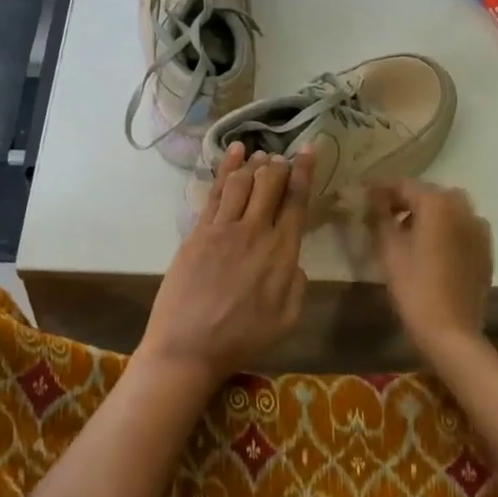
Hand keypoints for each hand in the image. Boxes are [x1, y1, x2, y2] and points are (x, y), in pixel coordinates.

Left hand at [138, 143, 312, 384]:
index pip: (297, 202)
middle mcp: (255, 231)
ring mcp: (223, 228)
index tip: (309, 150)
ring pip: (242, 182)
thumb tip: (294, 261)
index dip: (305, 172)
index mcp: (282, 253)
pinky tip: (233, 153)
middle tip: (282, 159)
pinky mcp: (198, 231)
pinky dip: (226, 168)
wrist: (188, 346)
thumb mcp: (286, 320)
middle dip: (279, 166)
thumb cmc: (241, 339)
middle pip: (270, 184)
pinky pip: (216, 192)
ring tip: (260, 155)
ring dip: (254, 164)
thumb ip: (297, 284)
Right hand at [366, 179, 492, 351]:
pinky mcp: (485, 249)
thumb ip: (380, 216)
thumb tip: (373, 197)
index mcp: (437, 203)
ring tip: (406, 230)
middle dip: (406, 198)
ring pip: (449, 208)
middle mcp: (462, 208)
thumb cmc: (414, 287)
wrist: (451, 331)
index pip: (404, 184)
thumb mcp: (389, 249)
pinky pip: (462, 226)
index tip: (363, 191)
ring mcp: (479, 228)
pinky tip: (431, 246)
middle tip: (383, 211)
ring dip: (428, 212)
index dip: (381, 187)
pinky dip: (446, 227)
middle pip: (429, 193)